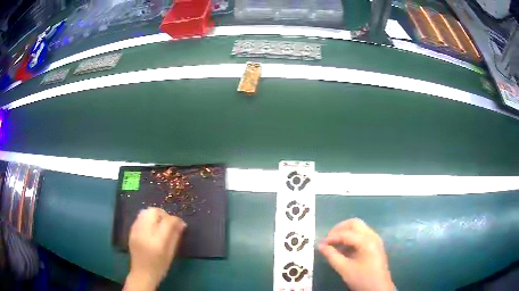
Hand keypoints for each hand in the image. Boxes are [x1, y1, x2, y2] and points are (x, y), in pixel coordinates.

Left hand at [123, 207, 185, 290]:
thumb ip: (175, 237)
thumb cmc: (160, 267)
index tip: (181, 223)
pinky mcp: (131, 231)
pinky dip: (147, 219)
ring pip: (145, 212)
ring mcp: (136, 231)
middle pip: (154, 211)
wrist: (142, 273)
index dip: (176, 220)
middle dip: (164, 214)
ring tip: (159, 224)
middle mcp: (145, 233)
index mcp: (158, 241)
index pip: (167, 221)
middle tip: (169, 223)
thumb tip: (181, 223)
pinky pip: (139, 217)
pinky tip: (151, 228)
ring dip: (154, 215)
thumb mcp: (171, 254)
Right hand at [318, 218, 394, 290]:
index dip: (331, 237)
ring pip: (359, 228)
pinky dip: (351, 238)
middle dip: (339, 229)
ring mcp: (375, 240)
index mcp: (366, 241)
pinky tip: (344, 249)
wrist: (378, 288)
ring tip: (334, 244)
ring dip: (345, 233)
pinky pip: (362, 235)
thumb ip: (332, 255)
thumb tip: (320, 245)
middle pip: (354, 224)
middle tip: (328, 239)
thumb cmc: (362, 278)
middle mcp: (372, 236)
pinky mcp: (375, 245)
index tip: (320, 244)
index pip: (346, 233)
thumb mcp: (344, 268)